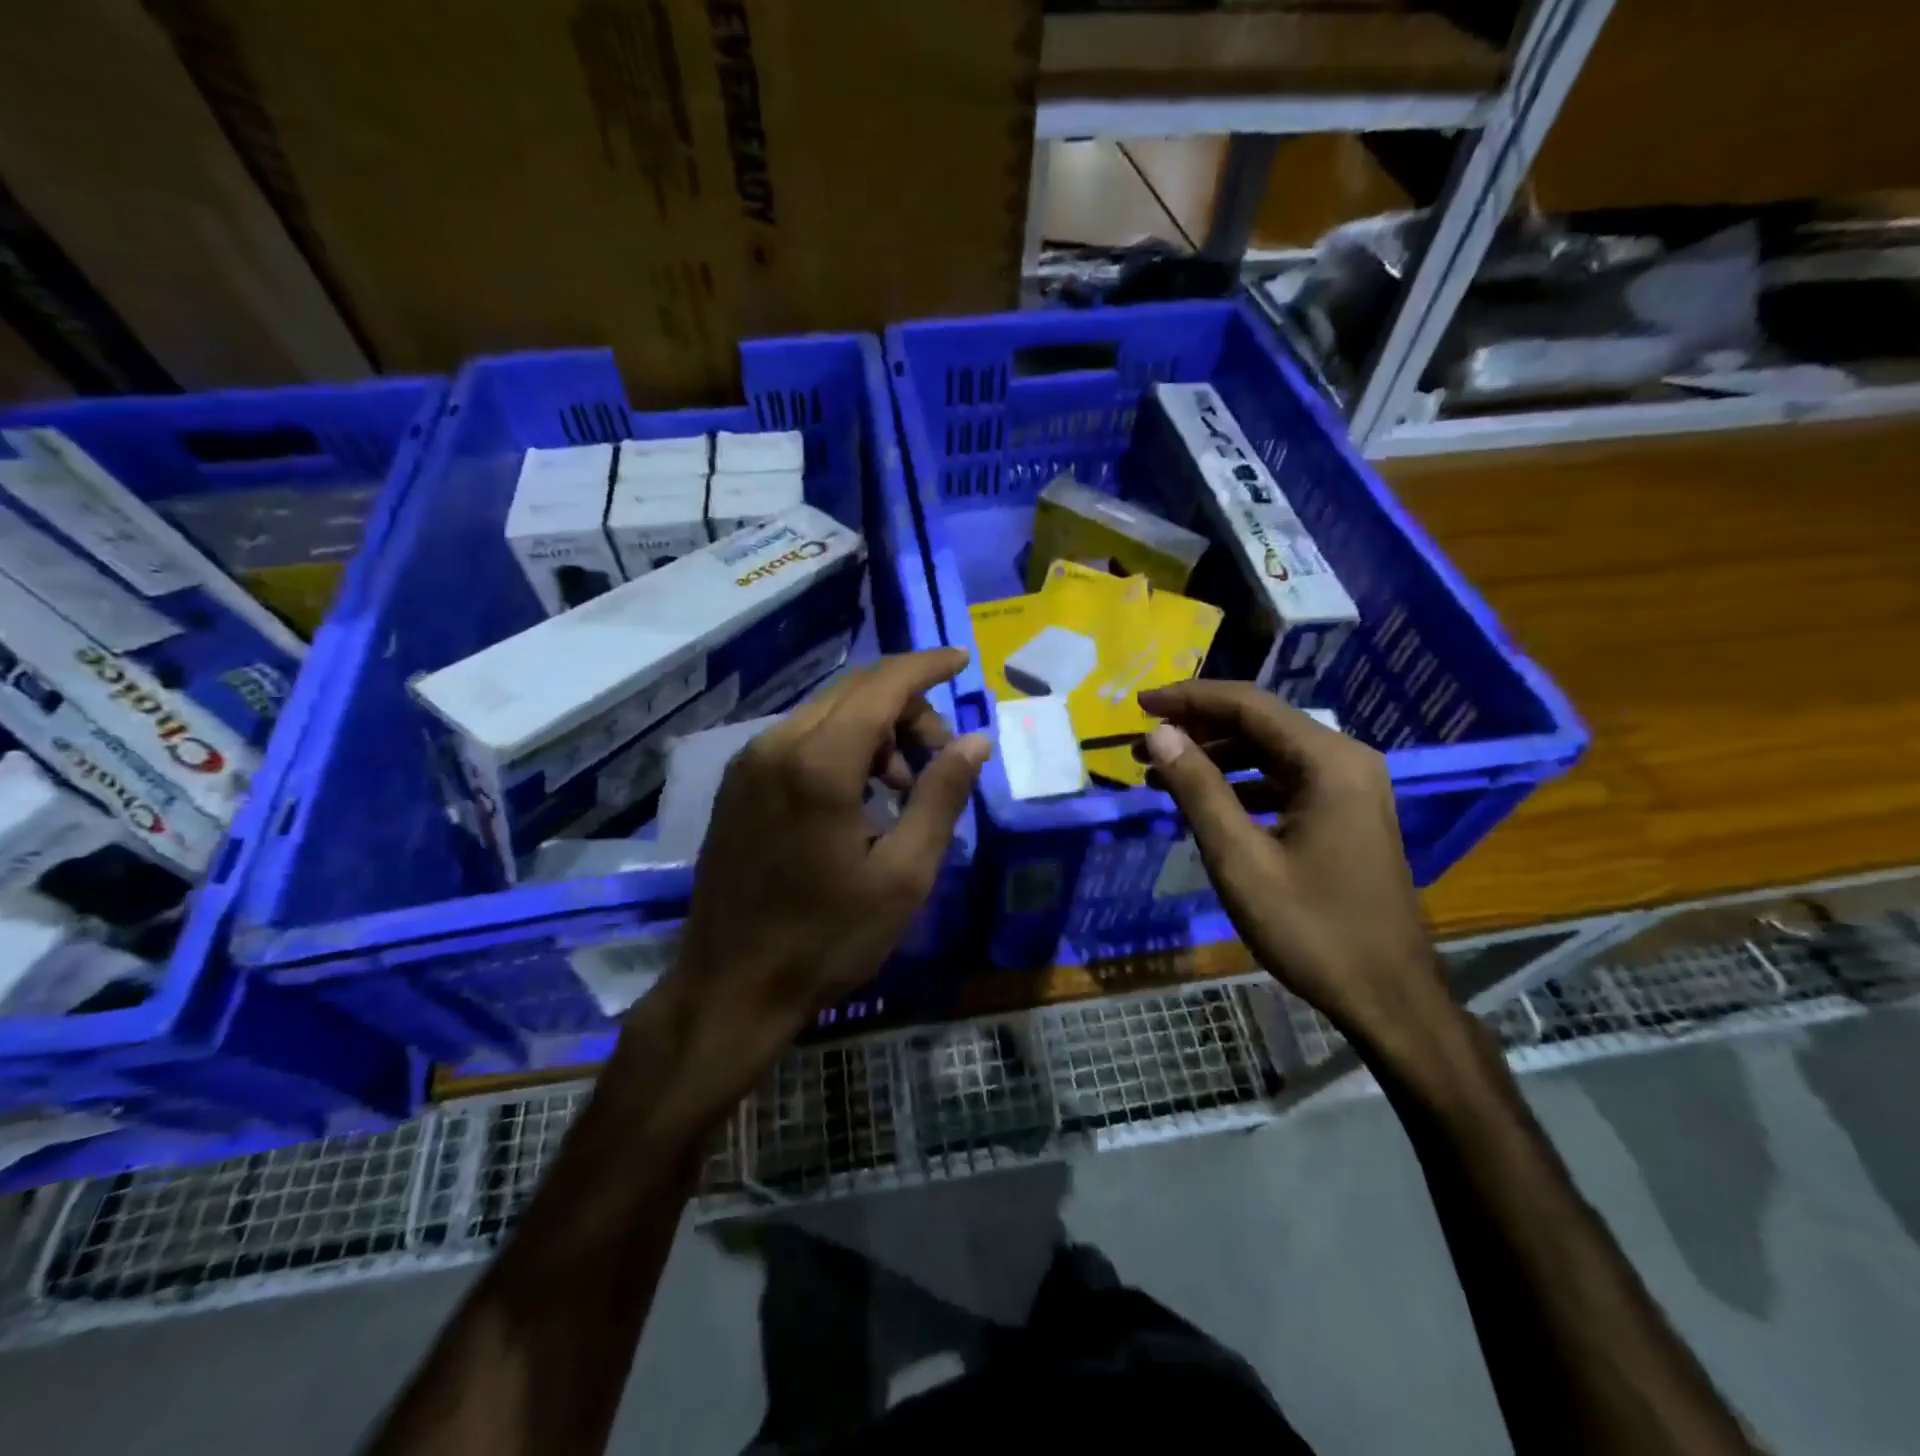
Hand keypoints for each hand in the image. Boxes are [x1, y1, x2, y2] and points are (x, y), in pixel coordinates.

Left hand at [671, 648, 989, 1054]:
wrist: (732, 987)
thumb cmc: (828, 938)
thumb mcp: (904, 875)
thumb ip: (941, 797)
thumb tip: (975, 740)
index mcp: (819, 764)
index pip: (882, 685)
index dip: (926, 666)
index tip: (962, 660)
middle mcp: (776, 745)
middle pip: (854, 692)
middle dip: (907, 707)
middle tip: (940, 756)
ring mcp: (749, 763)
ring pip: (827, 713)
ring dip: (875, 730)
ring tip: (900, 788)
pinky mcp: (736, 784)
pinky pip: (799, 739)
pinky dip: (841, 747)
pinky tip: (858, 797)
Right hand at [1138, 681, 1445, 1040]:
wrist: (1388, 997)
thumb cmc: (1312, 929)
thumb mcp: (1240, 860)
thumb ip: (1199, 789)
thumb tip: (1158, 733)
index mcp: (1327, 762)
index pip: (1248, 705)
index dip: (1189, 698)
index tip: (1139, 704)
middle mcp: (1344, 760)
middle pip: (1259, 722)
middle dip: (1197, 728)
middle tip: (1142, 745)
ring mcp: (1349, 787)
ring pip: (1269, 751)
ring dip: (1215, 756)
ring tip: (1160, 773)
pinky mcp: (1345, 812)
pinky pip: (1283, 780)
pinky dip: (1239, 783)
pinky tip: (1204, 802)